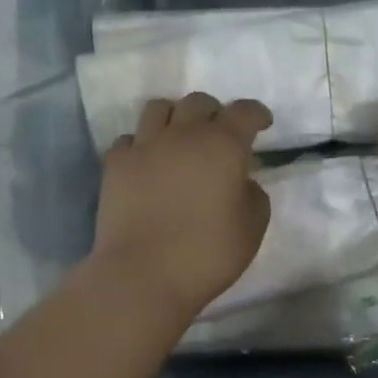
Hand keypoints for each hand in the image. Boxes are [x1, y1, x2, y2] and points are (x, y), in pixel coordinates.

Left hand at [90, 93, 272, 316]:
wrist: (143, 274)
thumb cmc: (207, 254)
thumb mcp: (252, 228)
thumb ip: (253, 195)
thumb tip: (241, 181)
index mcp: (223, 145)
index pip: (244, 112)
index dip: (257, 114)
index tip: (262, 123)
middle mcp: (183, 134)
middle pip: (199, 102)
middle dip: (214, 113)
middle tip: (219, 133)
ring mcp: (145, 146)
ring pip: (159, 108)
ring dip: (175, 117)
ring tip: (179, 137)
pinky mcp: (115, 164)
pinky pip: (129, 139)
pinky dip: (142, 145)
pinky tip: (147, 162)